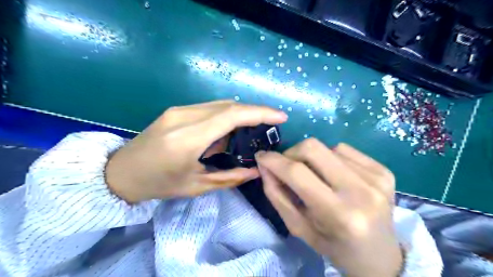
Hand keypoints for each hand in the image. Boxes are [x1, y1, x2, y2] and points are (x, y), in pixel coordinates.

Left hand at [106, 100, 287, 203]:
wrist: (120, 172)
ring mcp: (178, 110)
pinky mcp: (176, 110)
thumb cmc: (159, 185)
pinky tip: (228, 131)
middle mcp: (184, 117)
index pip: (231, 116)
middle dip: (254, 112)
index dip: (260, 113)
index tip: (280, 116)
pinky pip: (209, 108)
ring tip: (251, 130)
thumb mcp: (196, 186)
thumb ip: (230, 177)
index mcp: (188, 139)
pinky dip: (225, 115)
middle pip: (229, 105)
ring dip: (240, 114)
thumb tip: (257, 170)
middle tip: (270, 125)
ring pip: (220, 104)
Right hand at [257, 140, 401, 276]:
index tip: (261, 156)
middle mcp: (361, 191)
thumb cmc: (333, 246)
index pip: (297, 173)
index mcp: (339, 214)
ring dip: (313, 159)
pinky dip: (332, 158)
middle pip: (313, 148)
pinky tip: (336, 176)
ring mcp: (376, 178)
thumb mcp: (298, 227)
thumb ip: (277, 195)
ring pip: (328, 147)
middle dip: (291, 152)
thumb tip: (264, 165)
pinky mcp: (384, 171)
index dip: (274, 160)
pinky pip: (345, 150)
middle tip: (288, 166)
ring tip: (317, 177)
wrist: (379, 256)